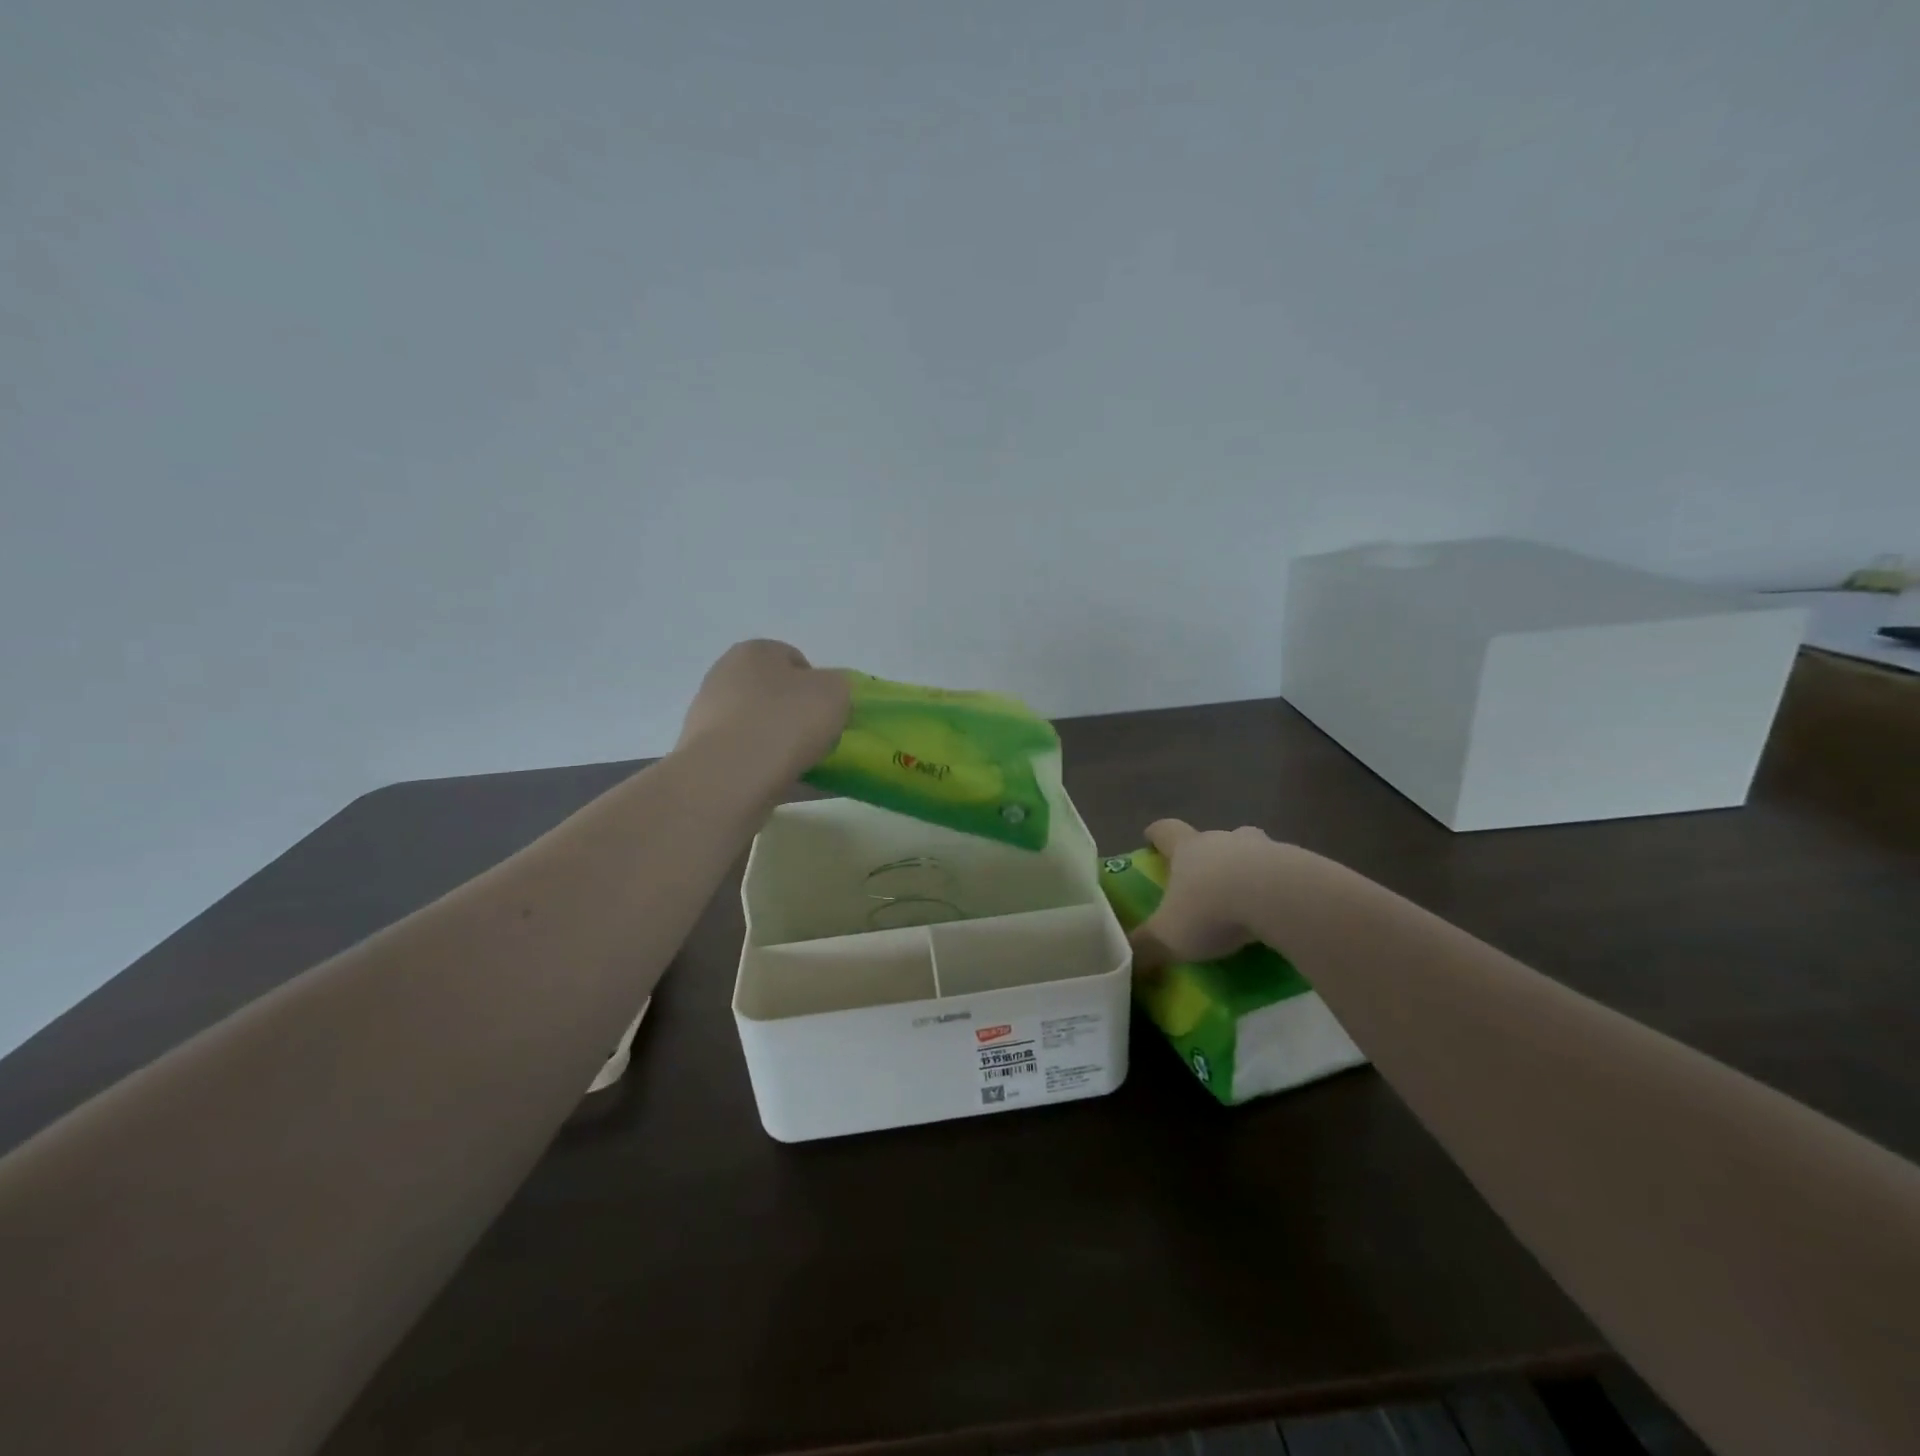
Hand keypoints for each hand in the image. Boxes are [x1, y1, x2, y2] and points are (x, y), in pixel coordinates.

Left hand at [675, 640, 850, 782]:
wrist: (730, 777)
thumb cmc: (785, 722)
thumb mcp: (835, 692)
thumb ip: (838, 686)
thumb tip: (827, 695)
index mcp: (755, 651)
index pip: (795, 661)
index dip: (819, 686)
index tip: (831, 713)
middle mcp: (725, 676)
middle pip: (775, 695)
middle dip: (798, 716)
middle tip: (820, 740)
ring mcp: (709, 717)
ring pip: (760, 728)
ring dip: (783, 744)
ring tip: (807, 768)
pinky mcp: (704, 754)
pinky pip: (748, 758)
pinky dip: (768, 769)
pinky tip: (788, 786)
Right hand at [1129, 819, 1274, 971]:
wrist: (1281, 900)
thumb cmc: (1212, 909)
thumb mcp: (1169, 937)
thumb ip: (1145, 946)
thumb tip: (1125, 959)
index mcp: (1188, 849)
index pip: (1166, 830)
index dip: (1157, 835)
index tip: (1152, 839)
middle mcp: (1224, 840)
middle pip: (1212, 838)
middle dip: (1208, 857)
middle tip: (1205, 882)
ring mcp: (1265, 848)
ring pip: (1252, 850)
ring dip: (1248, 868)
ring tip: (1248, 899)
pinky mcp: (1300, 865)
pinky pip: (1285, 873)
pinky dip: (1280, 888)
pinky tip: (1280, 914)